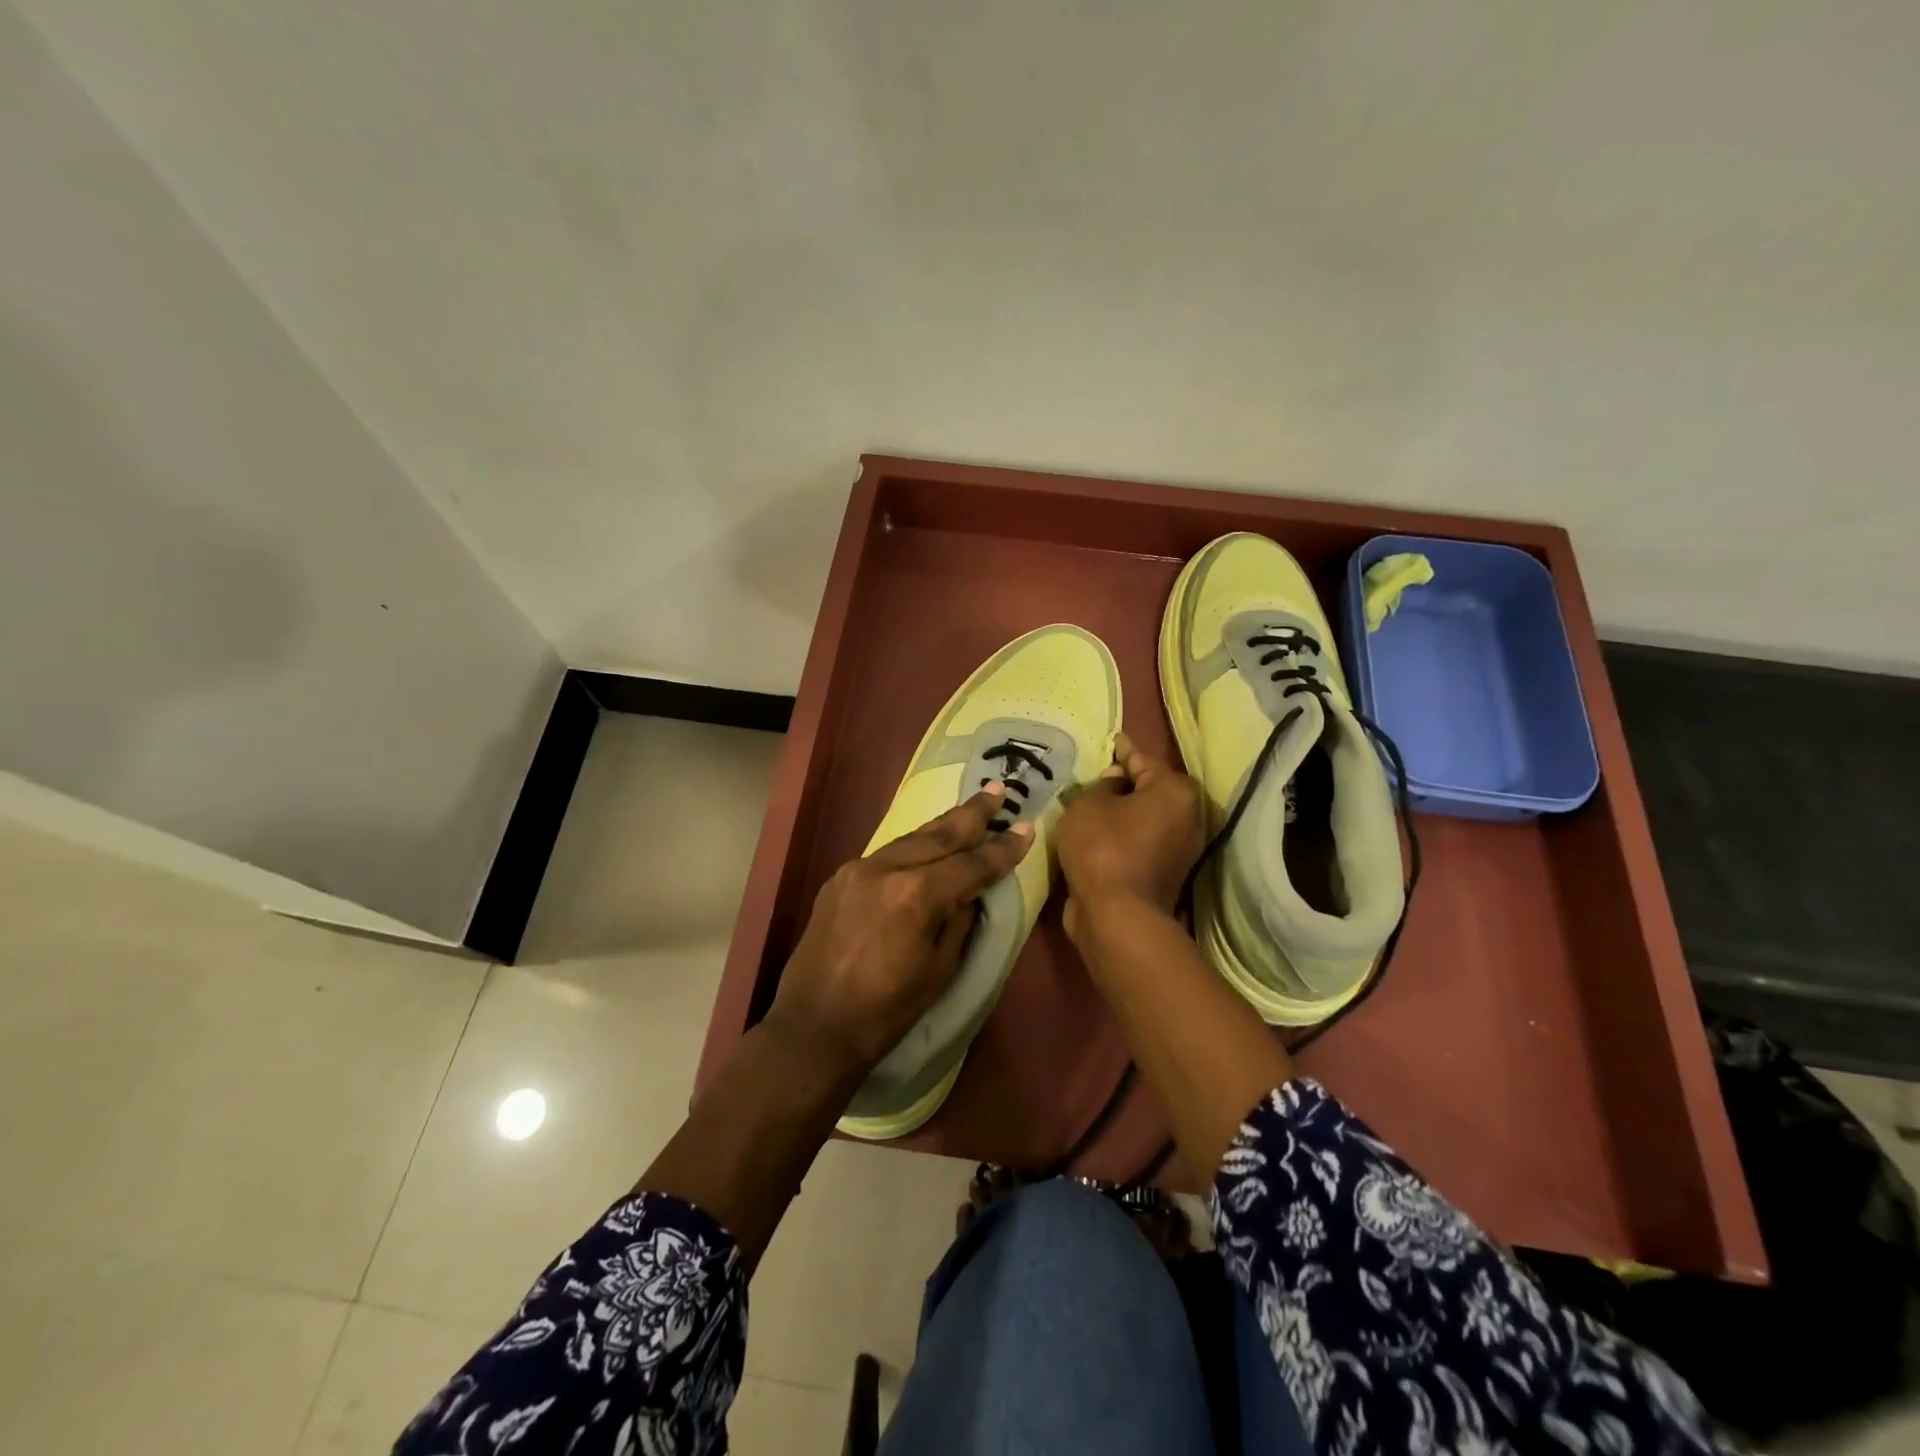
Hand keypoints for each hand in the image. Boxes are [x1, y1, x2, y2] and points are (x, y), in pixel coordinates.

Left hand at [767, 785, 1033, 1078]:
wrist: (813, 1029)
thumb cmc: (886, 1011)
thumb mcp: (940, 970)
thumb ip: (959, 921)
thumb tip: (969, 893)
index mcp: (916, 894)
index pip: (971, 864)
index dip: (1002, 849)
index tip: (1025, 828)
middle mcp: (886, 869)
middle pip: (939, 835)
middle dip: (973, 813)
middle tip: (999, 789)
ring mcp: (858, 870)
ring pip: (911, 839)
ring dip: (942, 826)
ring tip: (969, 810)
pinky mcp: (839, 879)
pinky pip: (886, 856)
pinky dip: (912, 848)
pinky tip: (927, 845)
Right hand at [1055, 732, 1205, 939]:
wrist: (1117, 915)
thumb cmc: (1103, 847)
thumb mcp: (1088, 804)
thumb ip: (1101, 785)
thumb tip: (1114, 783)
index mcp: (1175, 790)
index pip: (1142, 759)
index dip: (1122, 749)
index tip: (1112, 739)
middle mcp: (1188, 817)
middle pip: (1150, 789)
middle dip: (1125, 782)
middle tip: (1097, 774)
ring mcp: (1181, 849)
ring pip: (1146, 818)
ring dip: (1123, 811)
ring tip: (1093, 802)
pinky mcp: (1167, 874)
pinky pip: (1141, 842)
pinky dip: (1124, 835)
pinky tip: (1099, 832)